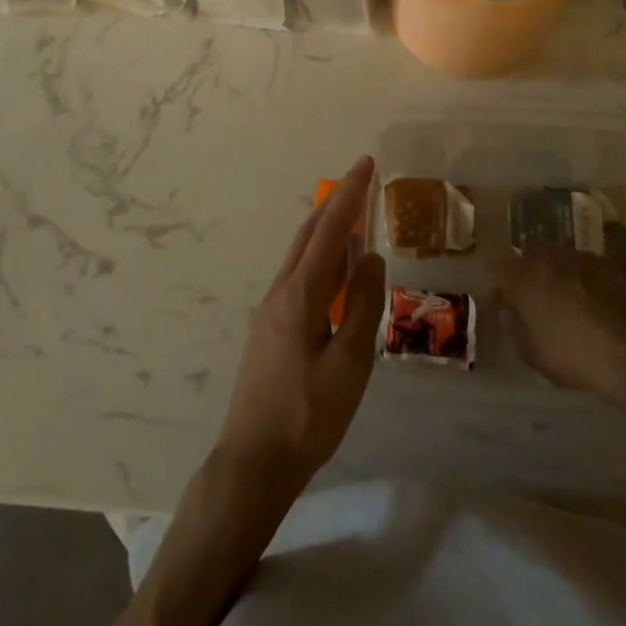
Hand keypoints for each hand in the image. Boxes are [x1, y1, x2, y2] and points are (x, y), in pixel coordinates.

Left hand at [213, 157, 384, 506]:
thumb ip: (364, 305)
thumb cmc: (309, 415)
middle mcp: (281, 291)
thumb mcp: (350, 363)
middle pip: (309, 234)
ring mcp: (270, 310)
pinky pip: (298, 275)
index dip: (350, 195)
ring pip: (301, 254)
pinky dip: (320, 257)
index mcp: (300, 294)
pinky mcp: (269, 328)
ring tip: (353, 219)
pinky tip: (334, 273)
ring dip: (326, 230)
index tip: (366, 163)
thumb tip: (371, 256)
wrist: (253, 461)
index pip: (330, 230)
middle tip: (362, 182)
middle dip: (335, 204)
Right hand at [489, 248, 625, 401]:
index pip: (496, 270)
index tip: (499, 307)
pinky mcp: (613, 265)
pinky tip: (595, 308)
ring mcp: (584, 258)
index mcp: (523, 276)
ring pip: (561, 262)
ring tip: (566, 306)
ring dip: (558, 279)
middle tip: (532, 305)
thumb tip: (510, 311)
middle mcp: (550, 257)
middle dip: (527, 279)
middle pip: (529, 260)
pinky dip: (586, 284)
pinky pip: (588, 271)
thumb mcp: (533, 354)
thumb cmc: (575, 355)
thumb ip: (515, 327)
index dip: (495, 289)